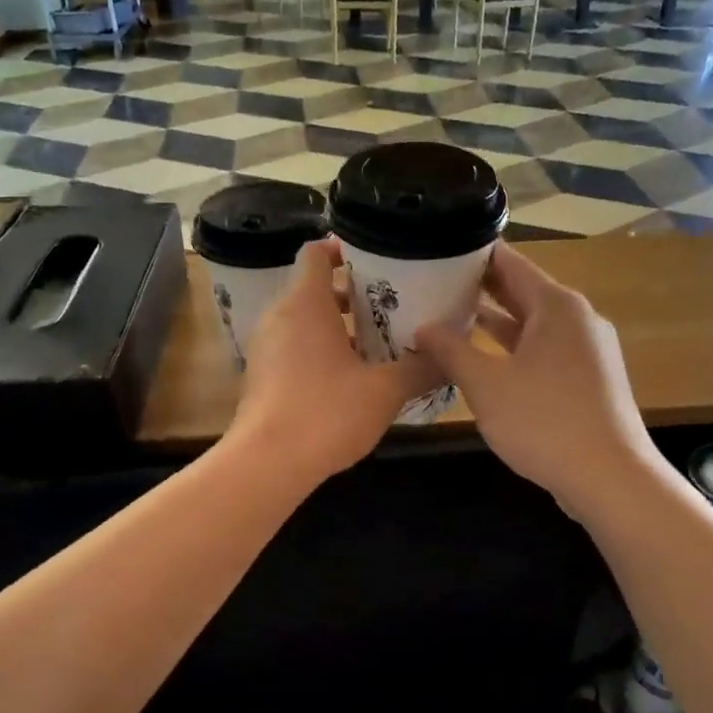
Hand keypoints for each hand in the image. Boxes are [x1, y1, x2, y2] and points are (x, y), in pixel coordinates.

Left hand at [228, 239, 440, 483]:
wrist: (267, 463)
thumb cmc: (326, 413)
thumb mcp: (385, 390)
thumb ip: (421, 369)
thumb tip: (450, 358)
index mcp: (305, 303)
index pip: (316, 252)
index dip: (343, 249)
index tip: (376, 260)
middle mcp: (279, 316)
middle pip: (313, 287)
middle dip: (351, 293)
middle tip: (390, 303)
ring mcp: (265, 346)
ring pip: (303, 319)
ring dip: (336, 324)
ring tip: (377, 340)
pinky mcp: (261, 374)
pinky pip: (293, 346)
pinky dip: (319, 348)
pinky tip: (350, 375)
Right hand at [417, 245, 656, 512]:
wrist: (611, 478)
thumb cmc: (545, 422)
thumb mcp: (486, 385)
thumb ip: (451, 350)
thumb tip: (423, 327)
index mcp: (556, 305)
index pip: (509, 261)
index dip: (472, 253)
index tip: (436, 250)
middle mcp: (575, 318)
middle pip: (521, 290)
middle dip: (479, 287)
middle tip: (432, 281)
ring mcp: (586, 349)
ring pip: (532, 323)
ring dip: (494, 319)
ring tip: (448, 315)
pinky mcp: (587, 378)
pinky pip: (543, 349)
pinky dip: (513, 347)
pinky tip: (482, 358)